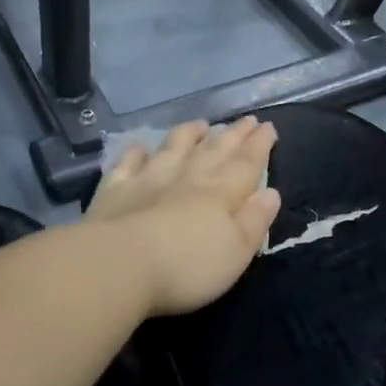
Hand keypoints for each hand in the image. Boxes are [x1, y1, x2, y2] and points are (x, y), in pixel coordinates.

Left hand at [87, 117, 282, 315]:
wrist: (119, 265)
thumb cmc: (187, 267)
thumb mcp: (236, 252)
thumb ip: (255, 221)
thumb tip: (270, 192)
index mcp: (220, 193)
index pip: (246, 164)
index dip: (259, 146)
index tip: (268, 127)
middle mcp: (187, 178)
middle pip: (214, 151)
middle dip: (233, 135)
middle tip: (246, 119)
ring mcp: (148, 180)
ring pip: (173, 148)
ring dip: (188, 134)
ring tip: (201, 124)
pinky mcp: (115, 190)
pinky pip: (128, 164)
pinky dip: (135, 153)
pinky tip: (140, 147)